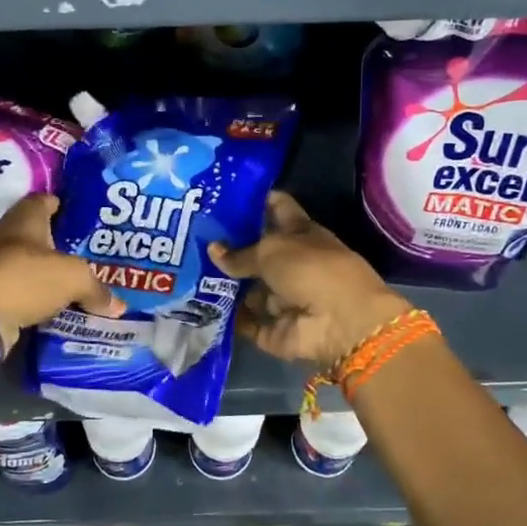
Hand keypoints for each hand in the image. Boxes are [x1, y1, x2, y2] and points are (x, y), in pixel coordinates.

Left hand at [0, 193, 123, 351]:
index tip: (84, 218)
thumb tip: (118, 306)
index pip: (45, 200)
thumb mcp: (73, 278)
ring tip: (76, 283)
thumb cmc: (25, 278)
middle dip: (59, 243)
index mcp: (25, 218)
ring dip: (47, 273)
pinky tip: (55, 306)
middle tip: (88, 254)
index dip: (64, 205)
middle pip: (37, 234)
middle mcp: (6, 236)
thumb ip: (96, 288)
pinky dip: (35, 297)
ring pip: (28, 265)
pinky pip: (20, 291)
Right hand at [210, 192, 411, 367]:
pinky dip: (228, 318)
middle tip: (192, 238)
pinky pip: (246, 322)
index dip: (253, 201)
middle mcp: (293, 264)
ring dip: (223, 285)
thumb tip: (213, 249)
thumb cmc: (311, 270)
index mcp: (301, 233)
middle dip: (229, 248)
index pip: (276, 208)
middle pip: (257, 253)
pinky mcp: (275, 329)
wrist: (341, 322)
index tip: (223, 195)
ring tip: (185, 274)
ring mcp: (284, 299)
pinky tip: (197, 306)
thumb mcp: (271, 250)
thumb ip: (239, 253)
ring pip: (248, 289)